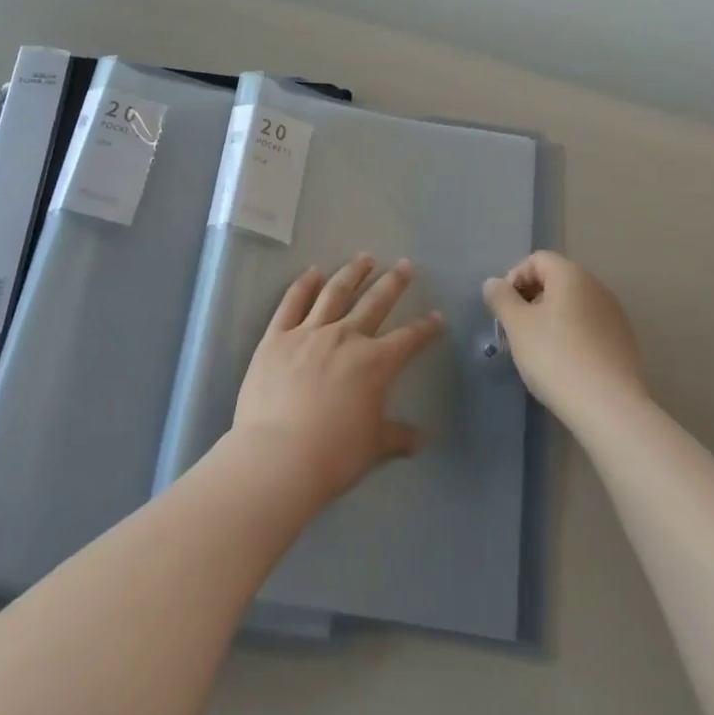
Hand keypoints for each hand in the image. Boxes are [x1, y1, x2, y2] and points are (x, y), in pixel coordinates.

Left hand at [233, 255, 445, 504]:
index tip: (437, 317)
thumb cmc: (332, 455)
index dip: (426, 328)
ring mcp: (308, 332)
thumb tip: (421, 439)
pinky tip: (313, 271)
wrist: (277, 456)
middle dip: (393, 283)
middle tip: (405, 265)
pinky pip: (292, 302)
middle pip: (375, 302)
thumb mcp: (372, 448)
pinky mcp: (277, 336)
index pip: (409, 338)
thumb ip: (397, 437)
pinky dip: (304, 284)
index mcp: (375, 363)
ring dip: (352, 272)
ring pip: (335, 292)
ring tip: (364, 258)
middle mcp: (345, 337)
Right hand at [483, 251, 647, 423]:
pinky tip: (564, 364)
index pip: (537, 260)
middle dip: (531, 299)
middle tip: (516, 329)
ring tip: (538, 350)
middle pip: (556, 280)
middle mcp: (597, 287)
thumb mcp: (517, 325)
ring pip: (573, 305)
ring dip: (551, 319)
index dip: (514, 278)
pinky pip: (589, 327)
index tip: (504, 308)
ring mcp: (615, 315)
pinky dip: (572, 336)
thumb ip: (501, 298)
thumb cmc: (556, 357)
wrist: (609, 408)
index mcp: (571, 275)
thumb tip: (493, 283)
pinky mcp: (624, 343)